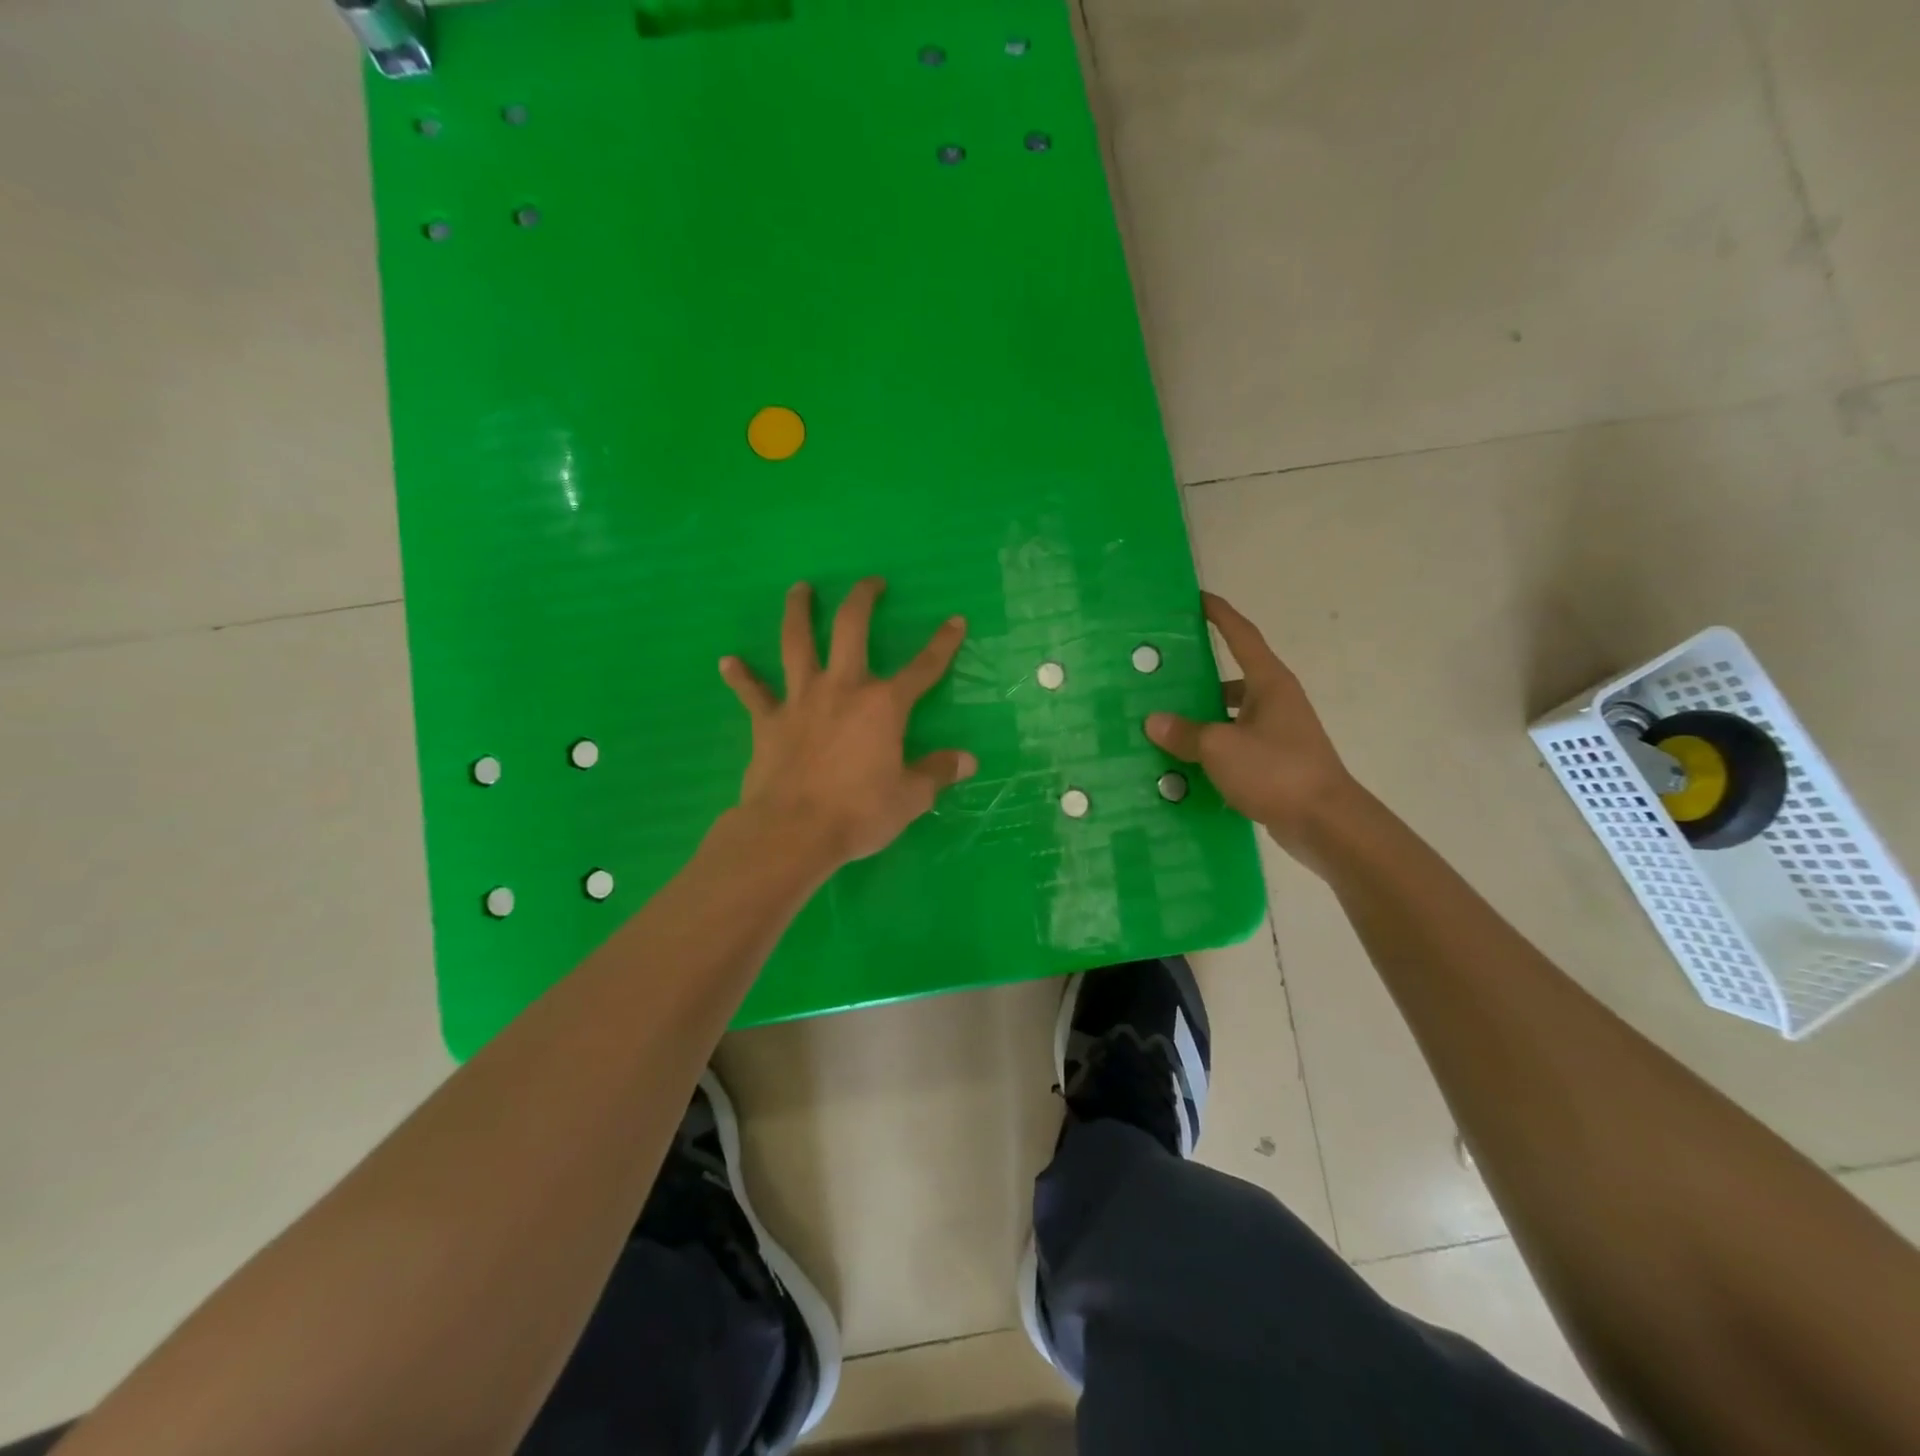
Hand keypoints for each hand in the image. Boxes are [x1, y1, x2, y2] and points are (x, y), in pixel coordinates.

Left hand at [719, 578, 976, 866]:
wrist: (792, 832)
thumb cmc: (858, 813)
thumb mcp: (910, 798)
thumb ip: (938, 773)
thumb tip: (968, 760)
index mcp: (883, 706)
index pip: (922, 668)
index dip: (942, 644)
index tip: (955, 619)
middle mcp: (842, 689)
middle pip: (850, 630)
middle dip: (862, 600)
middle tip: (869, 581)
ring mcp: (800, 701)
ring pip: (796, 644)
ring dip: (797, 612)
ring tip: (799, 589)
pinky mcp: (767, 721)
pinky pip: (751, 693)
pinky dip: (740, 676)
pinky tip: (727, 661)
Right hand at [1145, 593, 1359, 859]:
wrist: (1326, 823)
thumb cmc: (1276, 771)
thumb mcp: (1221, 748)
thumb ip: (1185, 733)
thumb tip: (1154, 721)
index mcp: (1269, 683)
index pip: (1241, 636)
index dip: (1219, 614)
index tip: (1197, 597)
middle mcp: (1275, 701)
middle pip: (1231, 677)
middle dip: (1198, 675)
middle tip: (1160, 673)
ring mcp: (1277, 733)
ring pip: (1230, 714)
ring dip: (1201, 717)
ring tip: (1162, 723)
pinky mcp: (1274, 762)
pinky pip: (1234, 744)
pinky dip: (1211, 748)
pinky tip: (1183, 762)